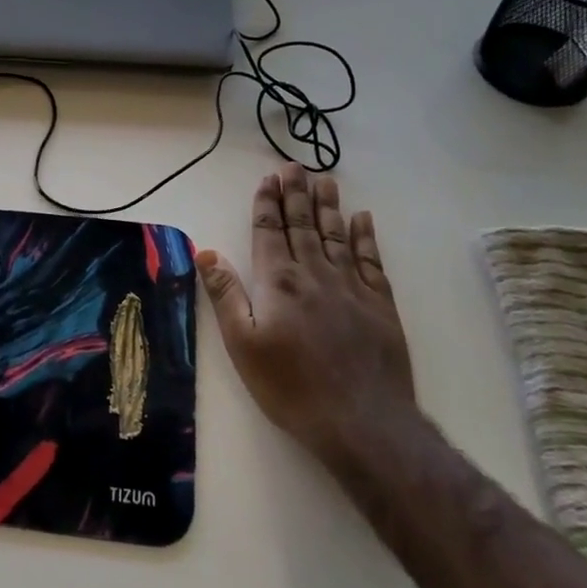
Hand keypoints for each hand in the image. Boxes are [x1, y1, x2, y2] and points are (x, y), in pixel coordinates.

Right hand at [196, 164, 415, 459]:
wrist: (361, 420)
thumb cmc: (290, 386)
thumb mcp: (242, 344)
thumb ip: (226, 294)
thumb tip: (207, 250)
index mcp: (279, 282)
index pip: (269, 233)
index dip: (266, 205)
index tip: (267, 180)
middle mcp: (315, 274)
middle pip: (303, 225)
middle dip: (295, 194)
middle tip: (293, 167)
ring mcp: (352, 287)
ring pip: (337, 235)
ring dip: (328, 206)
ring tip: (324, 180)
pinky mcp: (380, 305)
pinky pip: (371, 260)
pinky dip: (366, 237)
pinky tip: (363, 219)